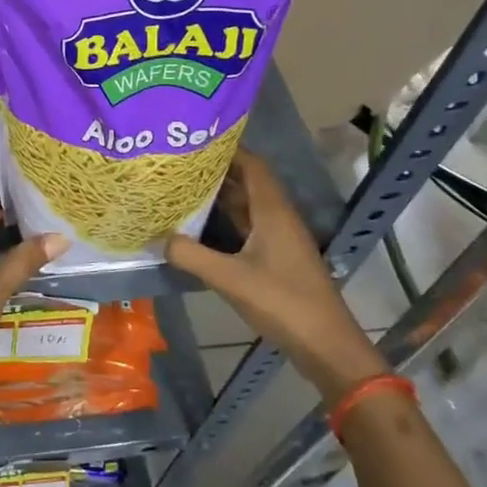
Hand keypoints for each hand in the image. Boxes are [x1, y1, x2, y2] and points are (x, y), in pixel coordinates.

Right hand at [168, 150, 385, 401]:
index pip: (252, 165)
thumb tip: (160, 238)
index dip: (227, 149)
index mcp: (273, 211)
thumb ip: (192, 256)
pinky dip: (226, 219)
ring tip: (183, 186)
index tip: (194, 141)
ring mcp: (279, 238)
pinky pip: (248, 226)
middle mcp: (278, 217)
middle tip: (180, 162)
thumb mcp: (230, 279)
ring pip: (248, 205)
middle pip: (248, 181)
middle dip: (217, 170)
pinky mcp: (277, 257)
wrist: (326, 346)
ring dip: (220, 195)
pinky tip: (200, 224)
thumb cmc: (283, 303)